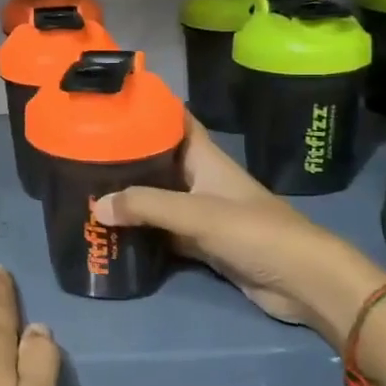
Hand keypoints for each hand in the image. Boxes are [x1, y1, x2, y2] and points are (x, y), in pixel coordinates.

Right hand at [94, 117, 385, 345]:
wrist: (302, 282)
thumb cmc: (255, 232)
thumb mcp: (197, 213)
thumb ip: (146, 206)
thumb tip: (96, 205)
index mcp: (206, 159)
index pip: (175, 121)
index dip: (147, 108)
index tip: (111, 102)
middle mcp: (201, 180)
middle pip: (159, 160)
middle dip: (127, 155)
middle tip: (83, 150)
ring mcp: (202, 213)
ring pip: (158, 197)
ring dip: (130, 195)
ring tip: (87, 187)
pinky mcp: (202, 243)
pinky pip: (163, 231)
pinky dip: (141, 230)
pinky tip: (112, 228)